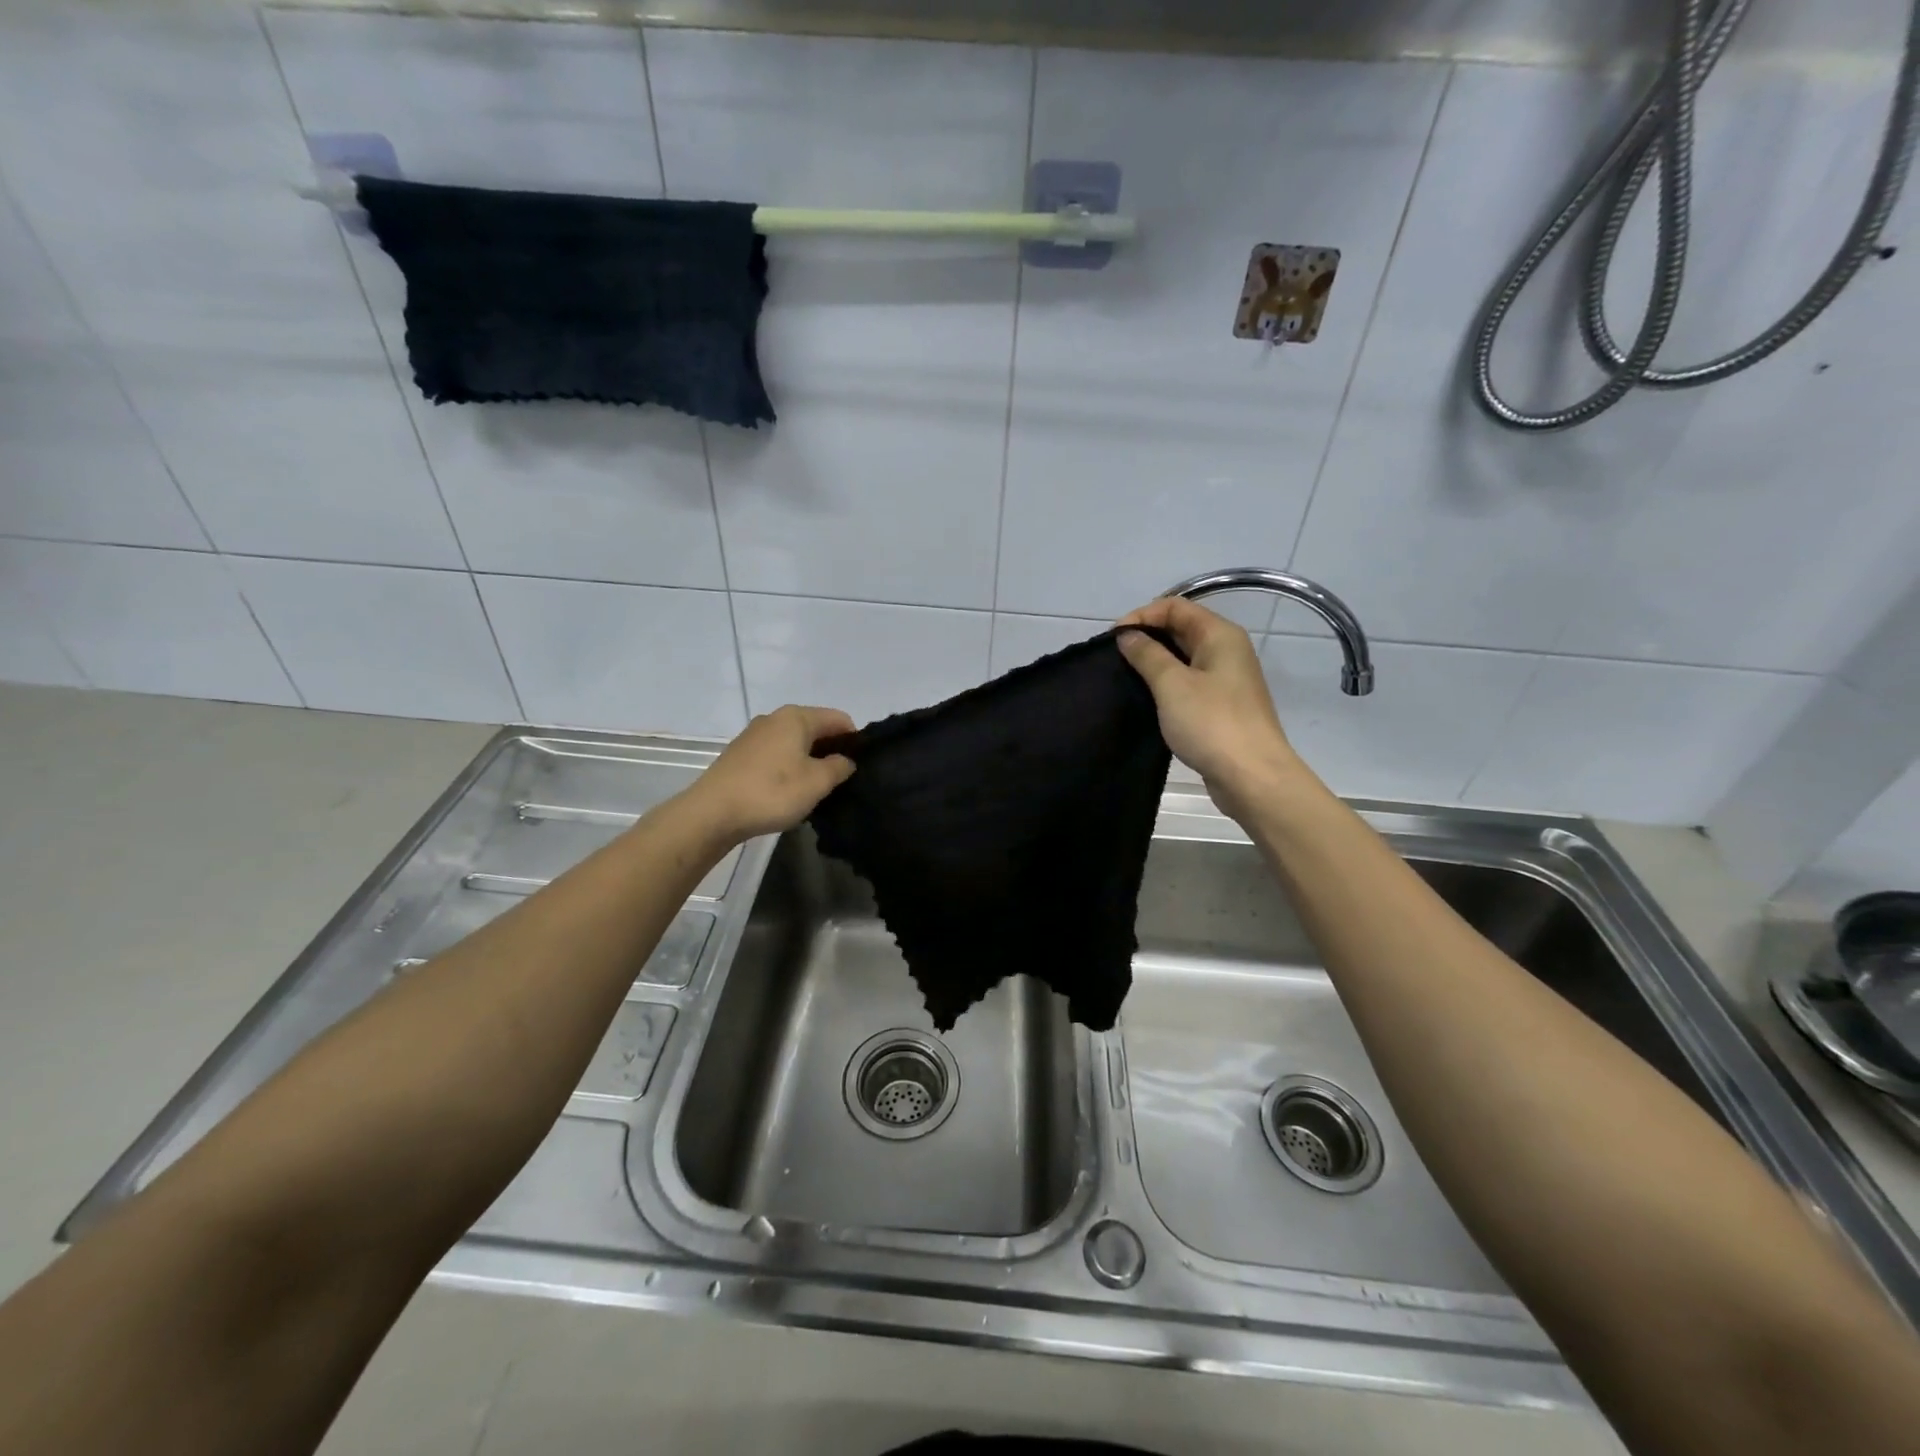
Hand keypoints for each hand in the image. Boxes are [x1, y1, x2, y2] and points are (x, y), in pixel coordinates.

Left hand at [684, 705, 856, 844]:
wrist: (712, 812)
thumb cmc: (772, 792)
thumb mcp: (817, 782)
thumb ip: (839, 767)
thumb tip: (845, 760)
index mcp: (797, 717)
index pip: (839, 719)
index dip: (854, 741)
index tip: (859, 767)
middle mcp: (775, 718)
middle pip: (816, 729)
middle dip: (831, 751)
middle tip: (839, 782)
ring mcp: (754, 735)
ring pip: (795, 743)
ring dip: (808, 761)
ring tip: (814, 789)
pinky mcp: (740, 754)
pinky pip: (776, 754)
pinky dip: (788, 767)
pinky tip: (787, 791)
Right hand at [1115, 598, 1307, 820]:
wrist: (1252, 776)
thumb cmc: (1212, 723)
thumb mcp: (1172, 685)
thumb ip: (1147, 655)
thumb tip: (1127, 635)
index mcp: (1220, 635)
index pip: (1175, 607)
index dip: (1142, 616)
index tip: (1113, 639)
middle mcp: (1226, 651)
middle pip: (1181, 629)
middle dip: (1146, 638)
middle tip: (1114, 659)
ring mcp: (1225, 680)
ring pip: (1183, 658)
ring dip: (1154, 663)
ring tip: (1124, 677)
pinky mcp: (1220, 706)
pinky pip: (1188, 684)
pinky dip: (1166, 685)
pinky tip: (1146, 700)